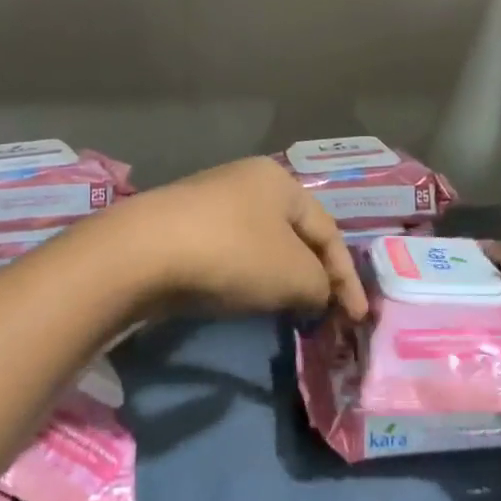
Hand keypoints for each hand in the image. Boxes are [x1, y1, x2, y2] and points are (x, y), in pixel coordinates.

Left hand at [106, 157, 367, 320]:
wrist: (142, 253)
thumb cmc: (233, 253)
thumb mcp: (293, 274)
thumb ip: (320, 285)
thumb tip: (317, 293)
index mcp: (280, 181)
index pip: (328, 230)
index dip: (347, 276)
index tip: (358, 318)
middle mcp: (247, 182)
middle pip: (295, 235)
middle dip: (314, 276)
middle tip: (324, 313)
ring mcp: (211, 203)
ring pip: (262, 246)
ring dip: (281, 279)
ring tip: (289, 311)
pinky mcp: (183, 229)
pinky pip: (231, 254)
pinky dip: (247, 278)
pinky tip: (245, 300)